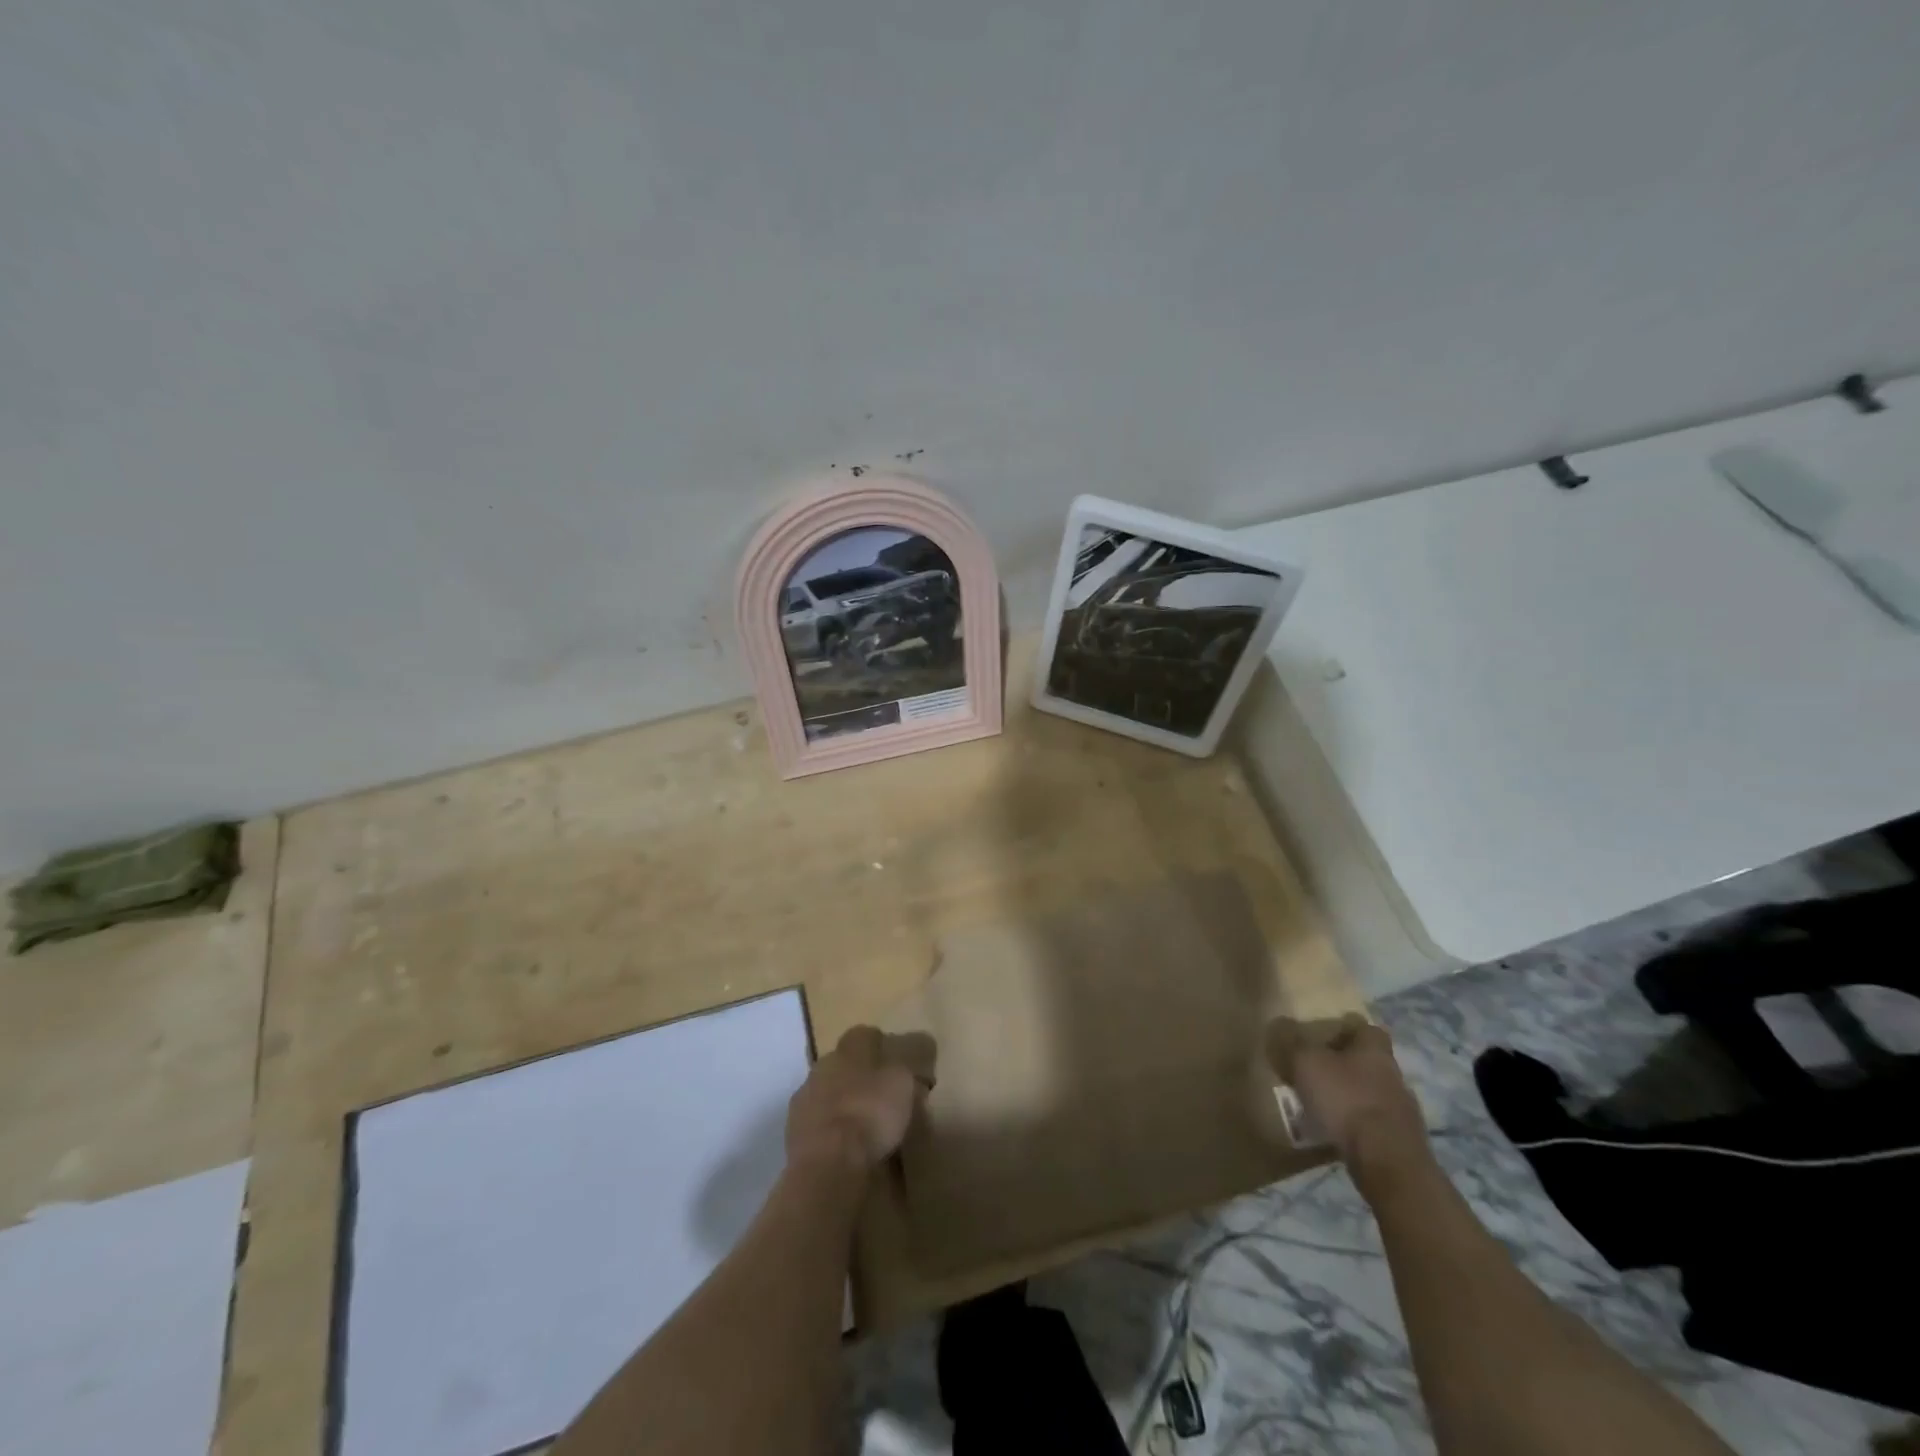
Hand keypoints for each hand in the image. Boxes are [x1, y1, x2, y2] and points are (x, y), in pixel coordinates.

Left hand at [786, 1025, 930, 1172]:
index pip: (866, 1035)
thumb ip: (901, 1070)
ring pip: (827, 1091)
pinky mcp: (793, 1128)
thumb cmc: (871, 1113)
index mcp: (850, 1047)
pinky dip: (829, 1128)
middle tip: (878, 1096)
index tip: (895, 1066)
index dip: (881, 1048)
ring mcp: (804, 1096)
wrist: (827, 1161)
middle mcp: (824, 1063)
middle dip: (858, 1075)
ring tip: (860, 1125)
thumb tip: (900, 1067)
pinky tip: (843, 1144)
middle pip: (843, 1062)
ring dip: (841, 1102)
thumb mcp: (902, 1085)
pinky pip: (817, 1120)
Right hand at [1267, 1014, 1430, 1196]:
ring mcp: (1403, 1112)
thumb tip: (1281, 1022)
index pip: (1366, 1029)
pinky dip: (1357, 1125)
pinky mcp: (1403, 1143)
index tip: (1324, 1036)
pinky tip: (1337, 1133)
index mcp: (1375, 1051)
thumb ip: (1292, 1042)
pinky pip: (1375, 1125)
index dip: (1346, 1029)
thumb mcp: (1306, 1063)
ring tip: (1321, 1105)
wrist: (1387, 1162)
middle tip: (1315, 1071)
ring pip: (1372, 1094)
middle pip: (1369, 1062)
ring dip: (1350, 1097)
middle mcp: (1394, 1076)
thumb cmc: (1346, 1100)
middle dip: (1345, 1065)